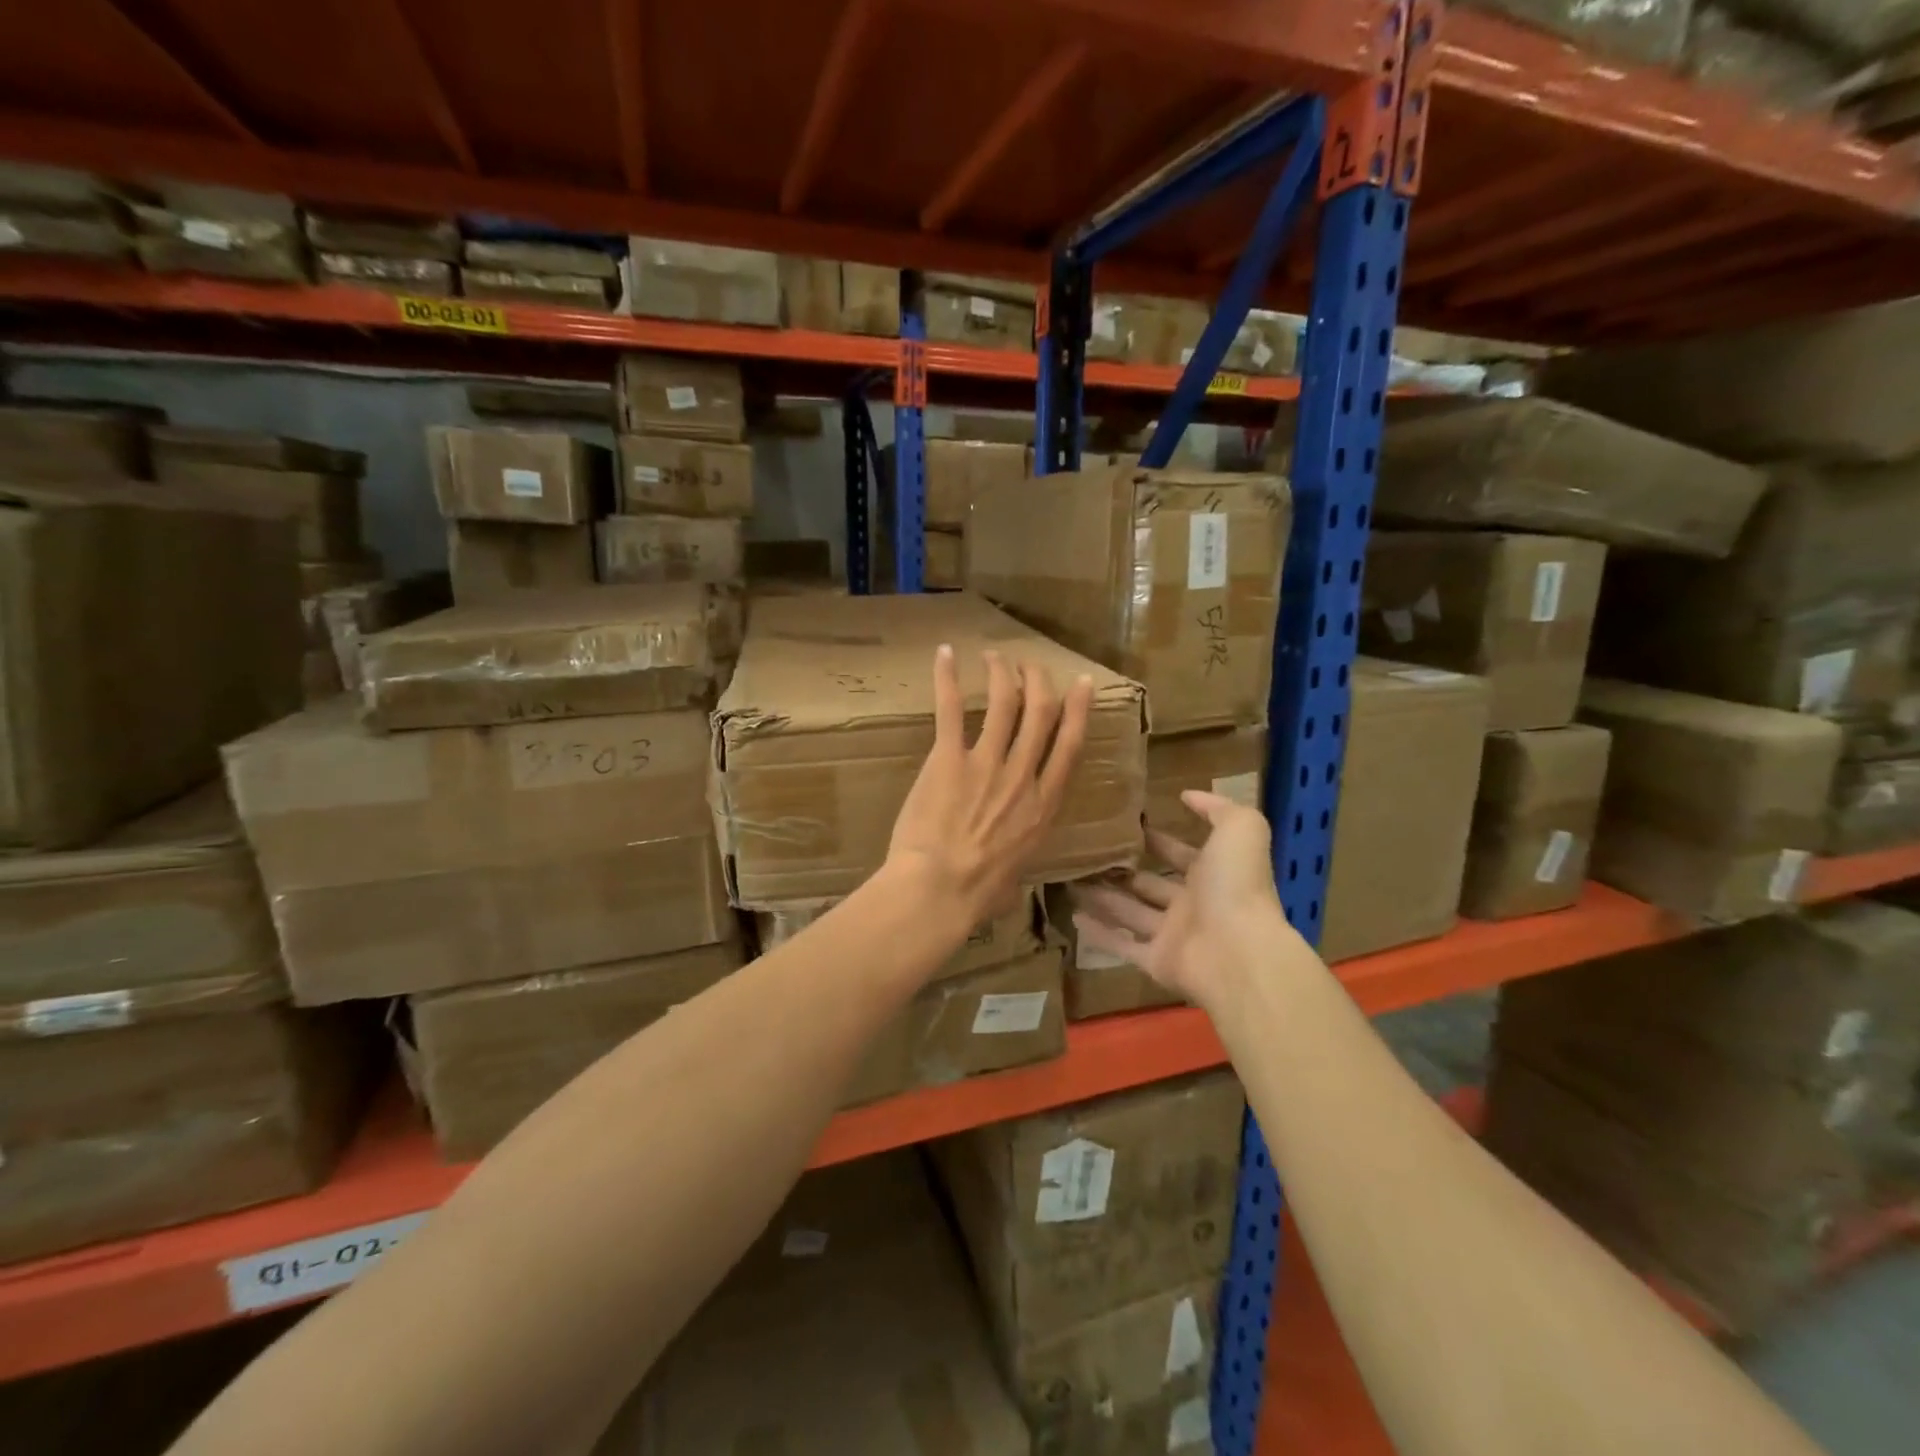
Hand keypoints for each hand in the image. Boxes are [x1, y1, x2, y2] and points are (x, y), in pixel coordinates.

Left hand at [887, 646, 1092, 933]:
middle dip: (1039, 682)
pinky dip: (948, 679)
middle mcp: (1022, 776)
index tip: (1081, 684)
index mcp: (1044, 806)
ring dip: (1002, 673)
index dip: (1078, 710)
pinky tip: (945, 655)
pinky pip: (951, 709)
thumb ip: (1019, 858)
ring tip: (995, 656)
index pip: (1069, 745)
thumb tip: (1011, 877)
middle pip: (1040, 714)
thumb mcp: (1016, 876)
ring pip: (1004, 703)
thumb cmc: (977, 894)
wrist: (940, 889)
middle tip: (1030, 665)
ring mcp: (987, 763)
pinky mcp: (948, 759)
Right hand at [1073, 791, 1295, 1008]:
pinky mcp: (1155, 962)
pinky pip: (1122, 946)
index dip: (1157, 840)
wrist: (1240, 953)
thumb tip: (1188, 795)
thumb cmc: (1237, 885)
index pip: (1179, 854)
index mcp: (1212, 875)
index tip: (1125, 826)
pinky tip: (1073, 917)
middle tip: (1088, 853)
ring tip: (1070, 880)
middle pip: (1149, 885)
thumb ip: (1218, 808)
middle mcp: (1192, 905)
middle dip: (1123, 870)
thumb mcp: (1240, 829)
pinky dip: (1099, 934)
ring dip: (1102, 897)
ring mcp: (1173, 936)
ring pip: (1130, 912)